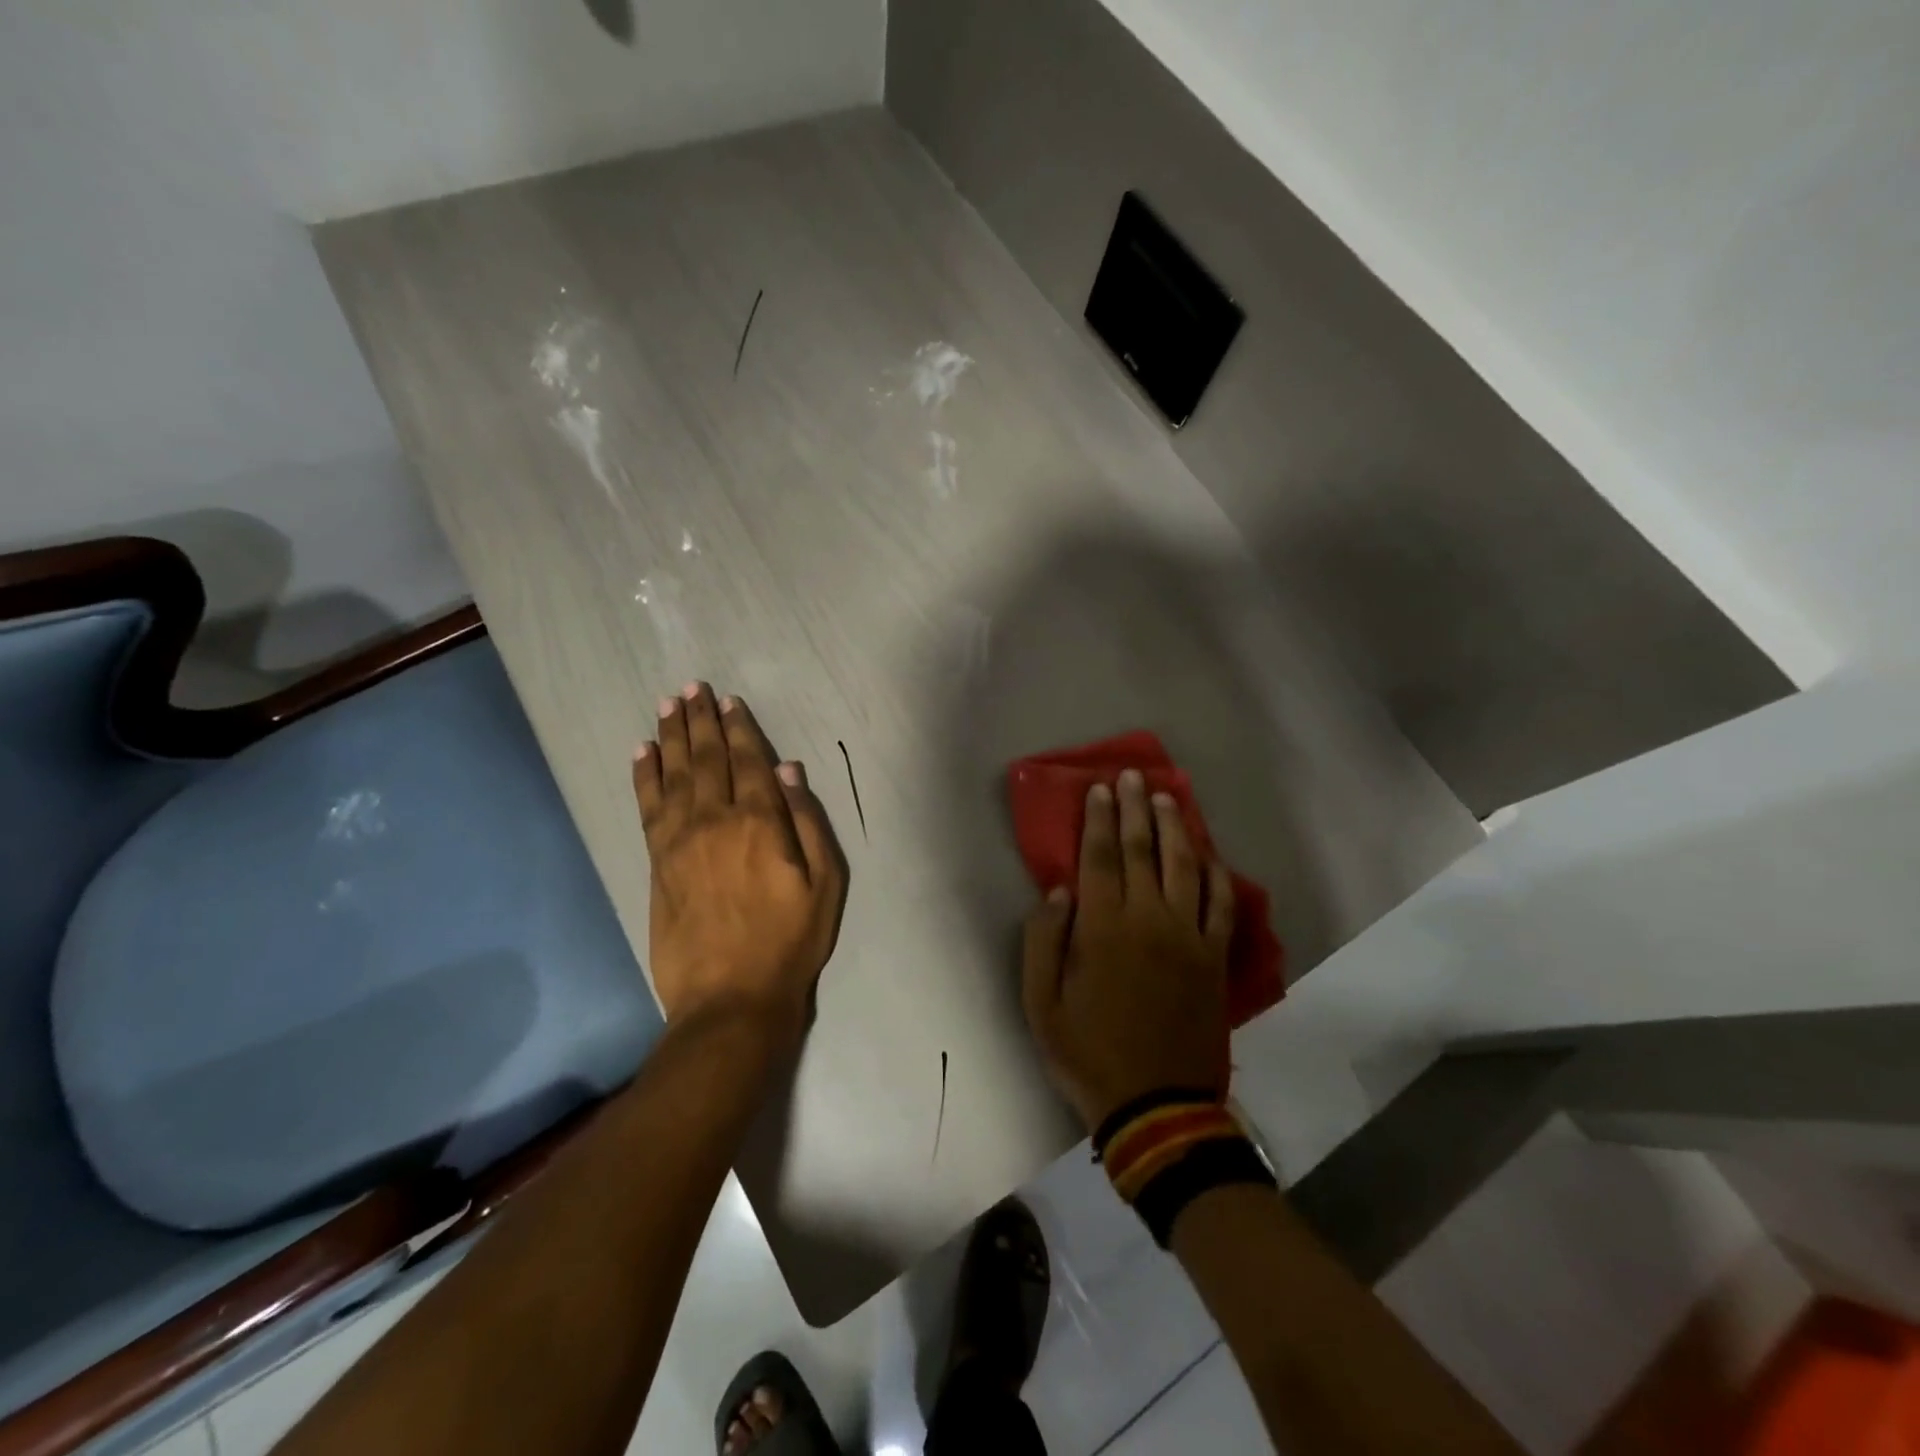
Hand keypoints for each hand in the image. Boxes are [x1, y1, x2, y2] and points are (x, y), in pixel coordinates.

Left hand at [633, 682, 847, 1043]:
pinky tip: (642, 753)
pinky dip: (644, 776)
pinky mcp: (657, 862)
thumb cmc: (790, 940)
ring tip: (667, 705)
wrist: (730, 997)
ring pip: (673, 774)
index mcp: (759, 822)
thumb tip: (787, 770)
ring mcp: (679, 840)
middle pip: (706, 758)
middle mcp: (714, 820)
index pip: (746, 761)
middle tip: (692, 688)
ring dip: (671, 737)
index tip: (729, 701)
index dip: (739, 728)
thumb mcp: (825, 883)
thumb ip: (808, 822)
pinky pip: (647, 806)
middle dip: (700, 720)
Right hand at [1021, 769, 1233, 1133]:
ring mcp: (1189, 938)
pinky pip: (1220, 904)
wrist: (1155, 1105)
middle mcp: (1149, 921)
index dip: (1097, 820)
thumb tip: (1058, 890)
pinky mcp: (1214, 958)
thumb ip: (1043, 940)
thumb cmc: (1088, 1053)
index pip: (1100, 858)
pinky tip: (1208, 853)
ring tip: (1167, 797)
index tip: (1098, 789)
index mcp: (1103, 928)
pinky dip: (1215, 873)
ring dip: (1175, 828)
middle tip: (1131, 776)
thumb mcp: (1041, 1003)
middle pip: (1143, 851)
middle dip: (1135, 809)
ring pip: (1185, 867)